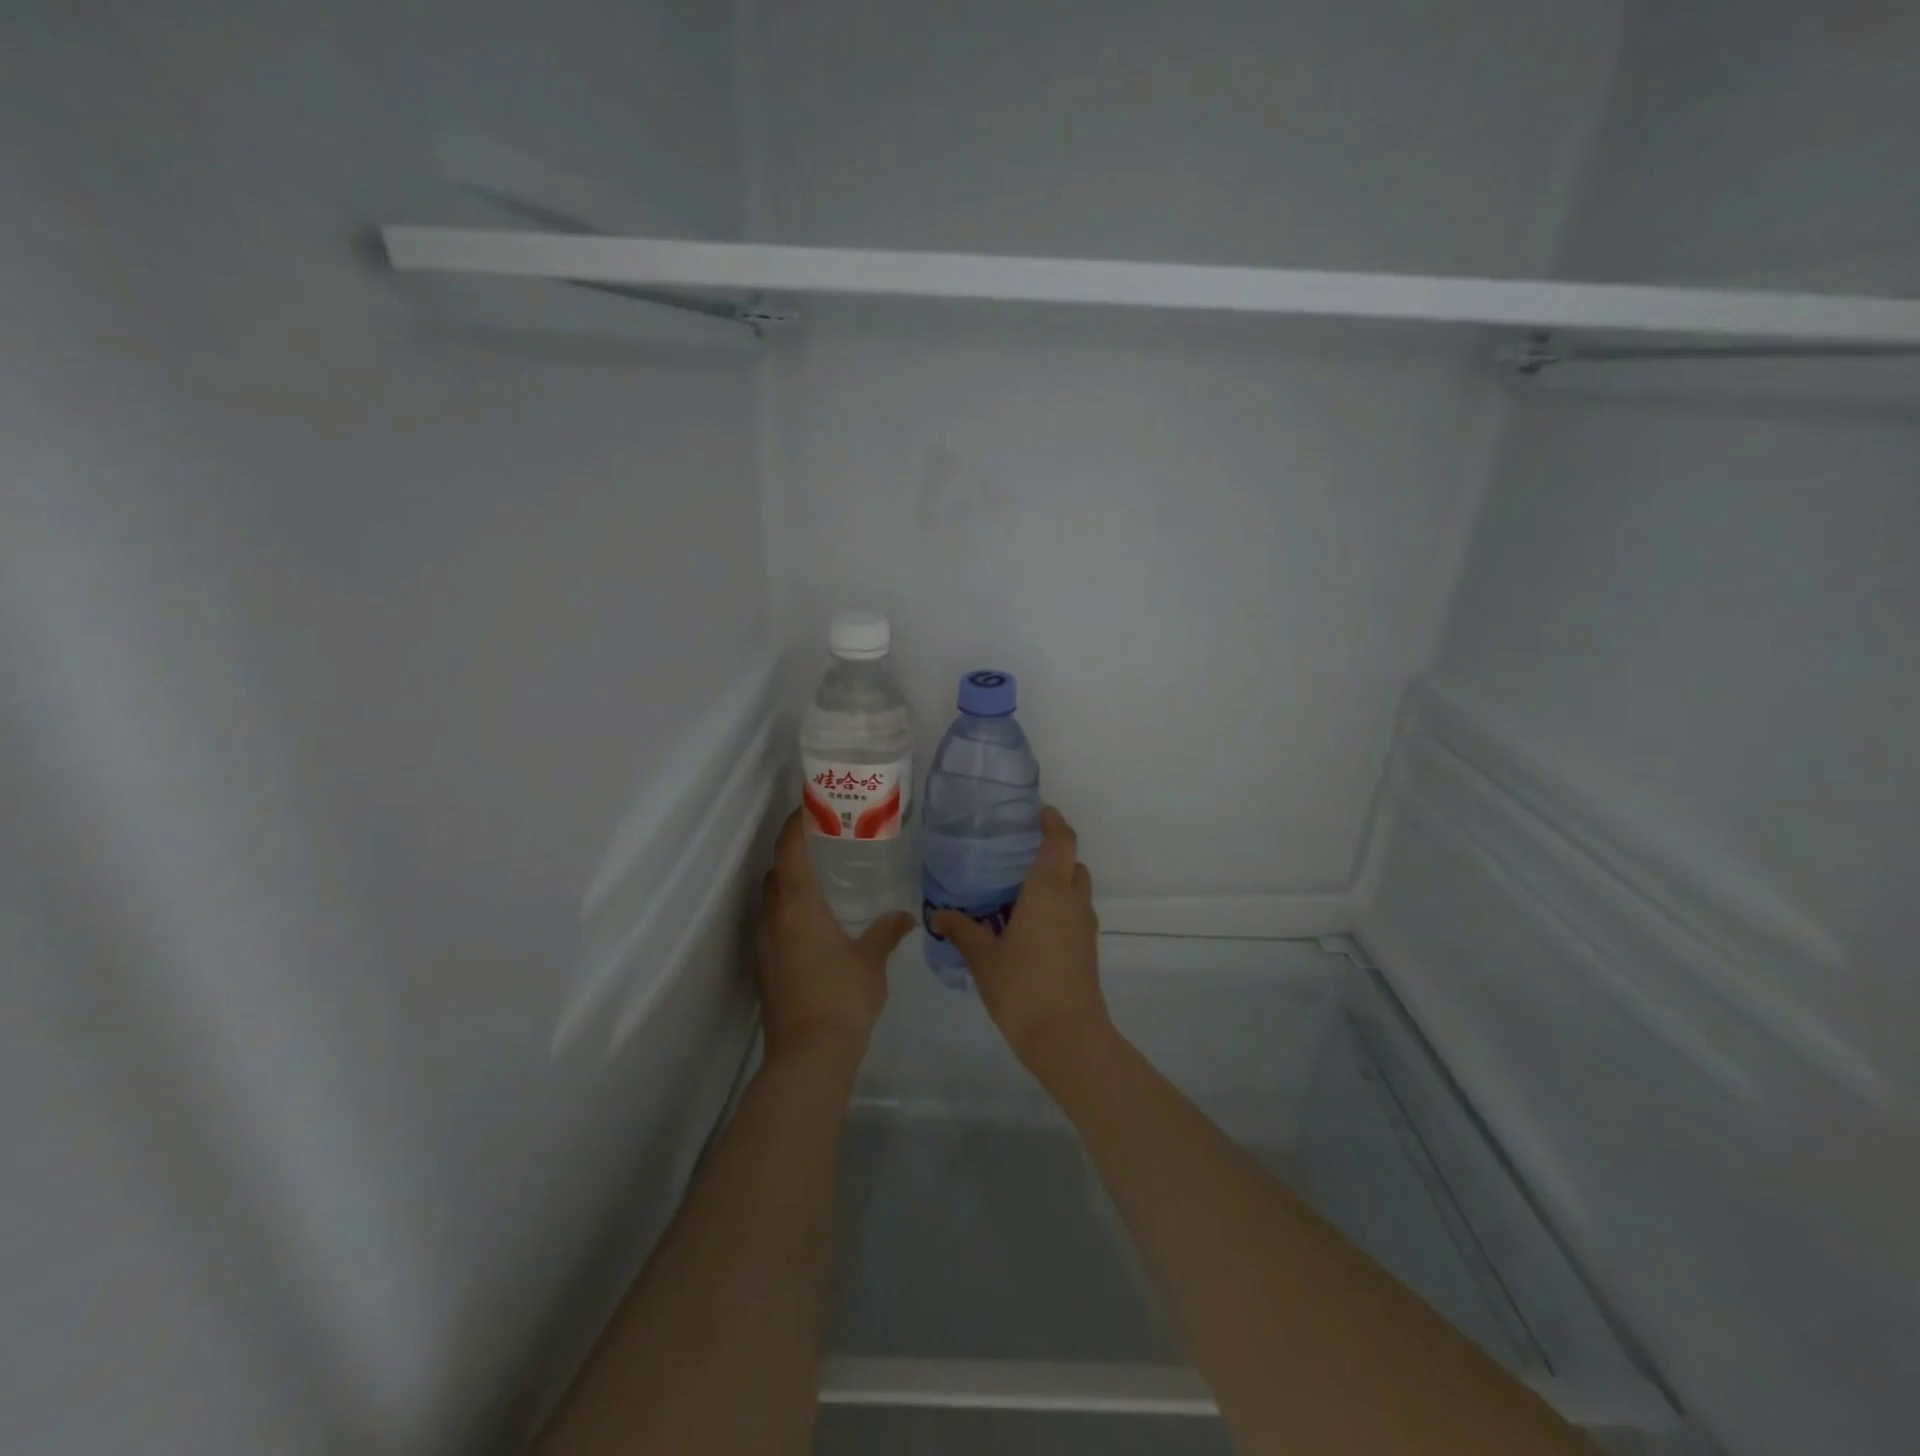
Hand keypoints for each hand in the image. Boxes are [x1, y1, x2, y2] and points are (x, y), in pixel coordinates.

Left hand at [756, 808, 914, 1065]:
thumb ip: (887, 931)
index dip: (795, 824)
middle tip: (824, 846)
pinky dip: (788, 914)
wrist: (809, 1054)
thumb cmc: (842, 995)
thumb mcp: (872, 959)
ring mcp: (764, 945)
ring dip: (789, 887)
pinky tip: (814, 927)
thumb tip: (905, 917)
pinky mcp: (764, 968)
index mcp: (797, 904)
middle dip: (793, 855)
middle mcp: (773, 917)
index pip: (789, 849)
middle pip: (775, 873)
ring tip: (821, 883)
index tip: (809, 806)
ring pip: (771, 901)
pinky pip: (772, 926)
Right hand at [931, 806, 1109, 1070]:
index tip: (1038, 812)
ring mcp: (1084, 926)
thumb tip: (937, 914)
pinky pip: (1074, 913)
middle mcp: (1071, 901)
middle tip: (1020, 853)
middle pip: (1071, 863)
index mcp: (1048, 891)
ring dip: (1057, 882)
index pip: (1061, 841)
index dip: (1053, 821)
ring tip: (1021, 889)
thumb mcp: (983, 958)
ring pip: (1076, 889)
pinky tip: (1030, 925)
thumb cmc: (1023, 986)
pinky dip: (1058, 906)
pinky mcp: (1087, 948)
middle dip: (1053, 852)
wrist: (1067, 1037)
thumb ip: (962, 931)